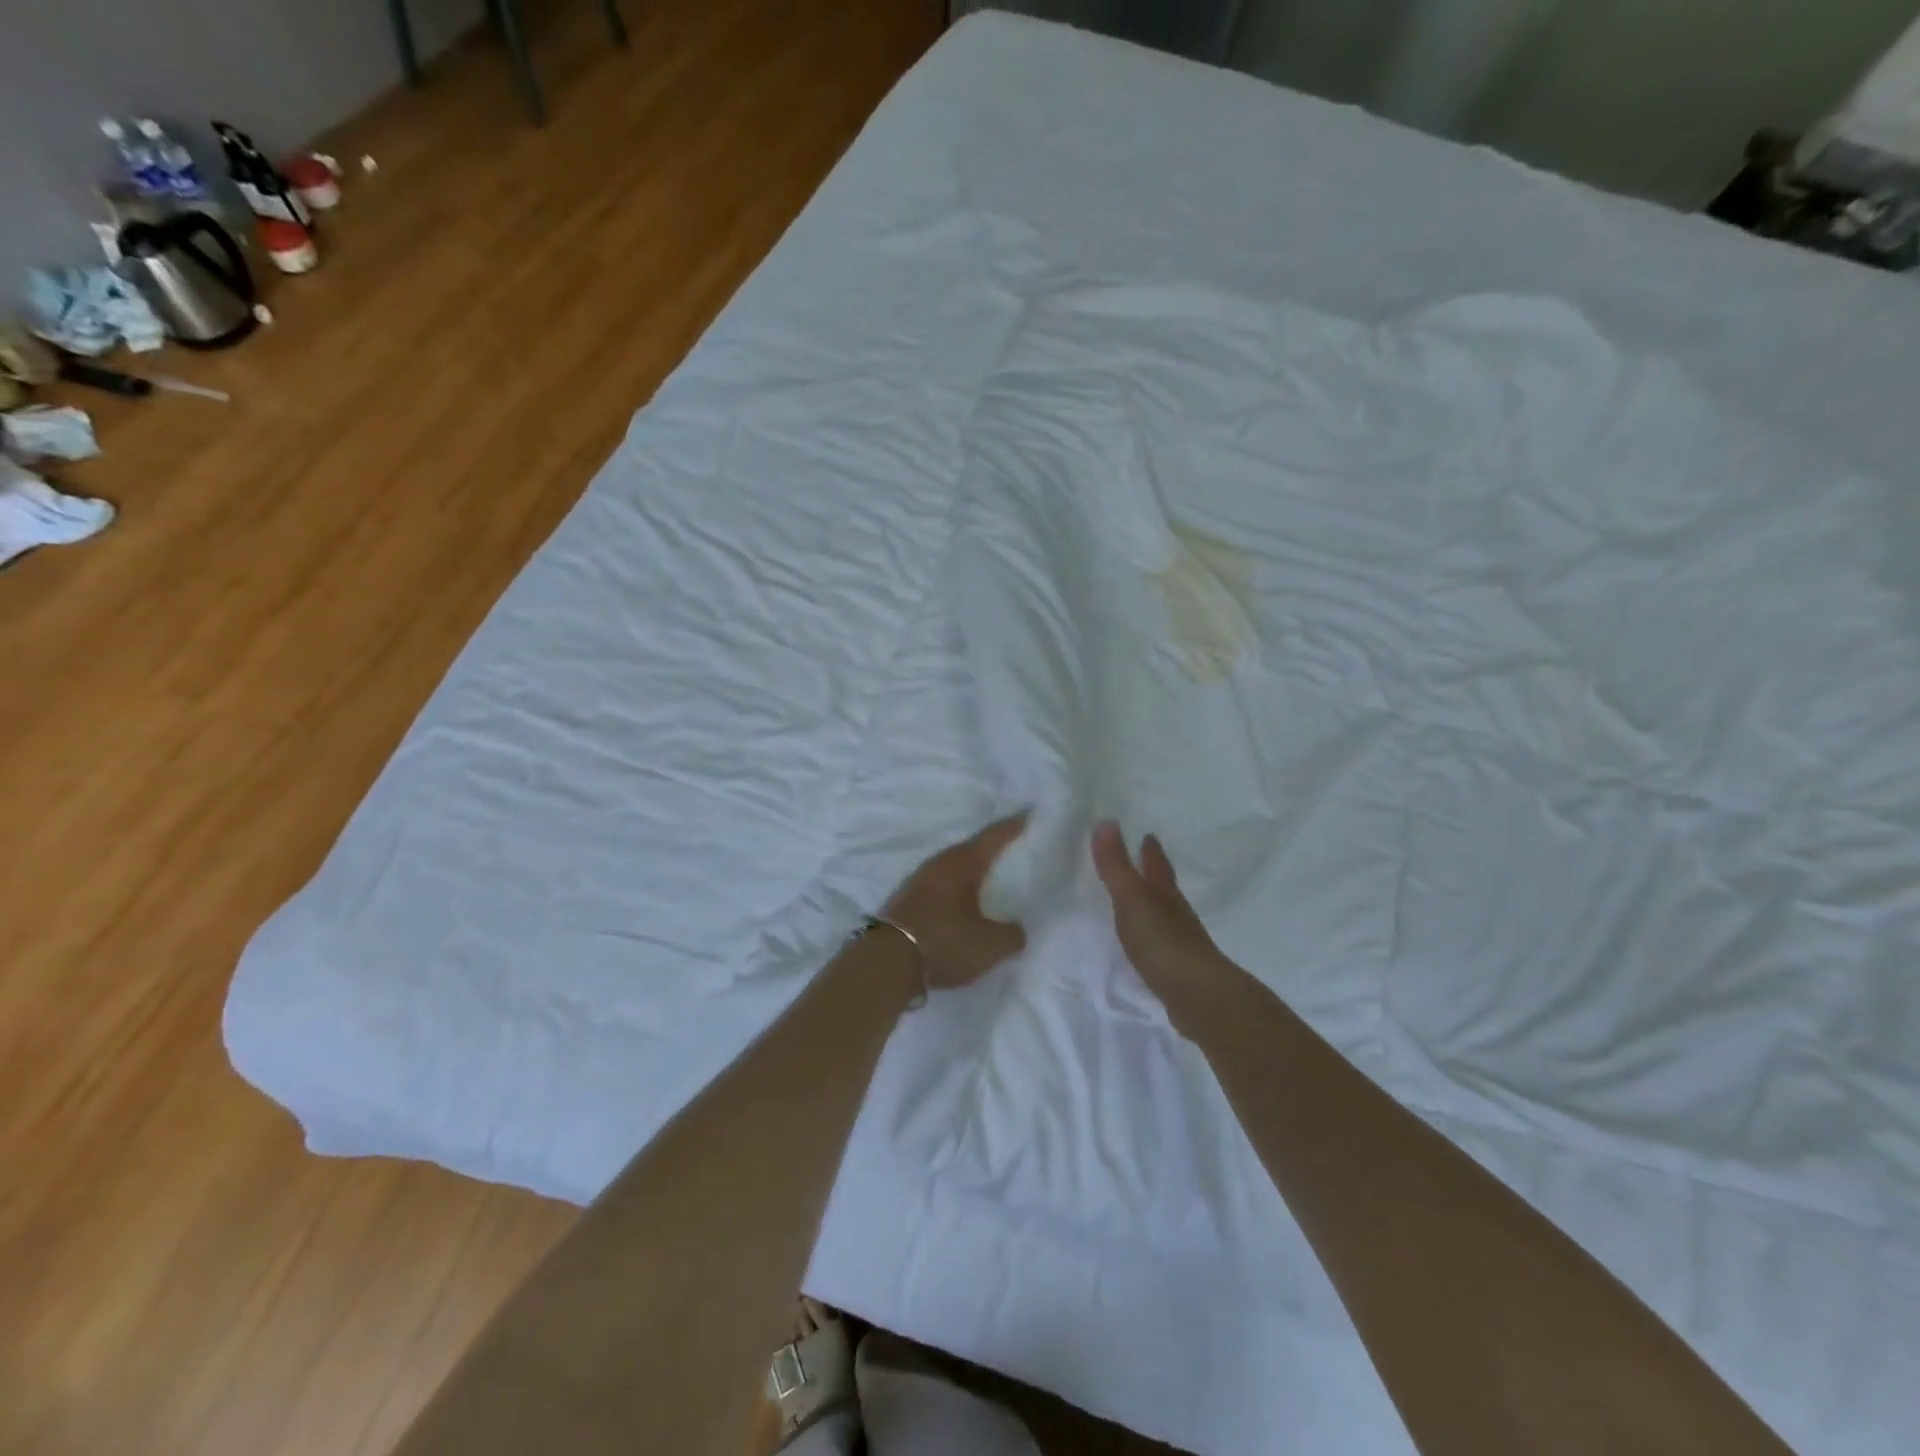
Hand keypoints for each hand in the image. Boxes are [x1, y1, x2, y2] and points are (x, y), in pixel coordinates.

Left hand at [883, 813, 1028, 988]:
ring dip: (972, 871)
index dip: (1014, 825)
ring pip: (953, 868)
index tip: (1029, 813)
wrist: (886, 964)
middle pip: (972, 849)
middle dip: (993, 849)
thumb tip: (1016, 930)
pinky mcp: (907, 900)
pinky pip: (941, 886)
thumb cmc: (944, 942)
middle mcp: (939, 863)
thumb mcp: (991, 945)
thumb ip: (1012, 934)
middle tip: (1015, 847)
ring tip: (992, 877)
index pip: (993, 836)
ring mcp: (919, 881)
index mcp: (962, 863)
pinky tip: (964, 902)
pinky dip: (956, 889)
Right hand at [1091, 820, 1221, 987]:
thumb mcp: (1132, 898)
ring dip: (1155, 906)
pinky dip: (1154, 937)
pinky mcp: (1178, 971)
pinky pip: (1162, 944)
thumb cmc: (1161, 941)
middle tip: (1145, 860)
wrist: (1197, 996)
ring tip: (1141, 902)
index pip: (1157, 865)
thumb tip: (1106, 821)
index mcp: (1165, 893)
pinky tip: (1146, 945)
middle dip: (1156, 874)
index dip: (1151, 851)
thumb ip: (1116, 865)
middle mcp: (1177, 914)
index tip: (1148, 835)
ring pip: (1166, 916)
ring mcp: (1181, 943)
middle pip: (1165, 888)